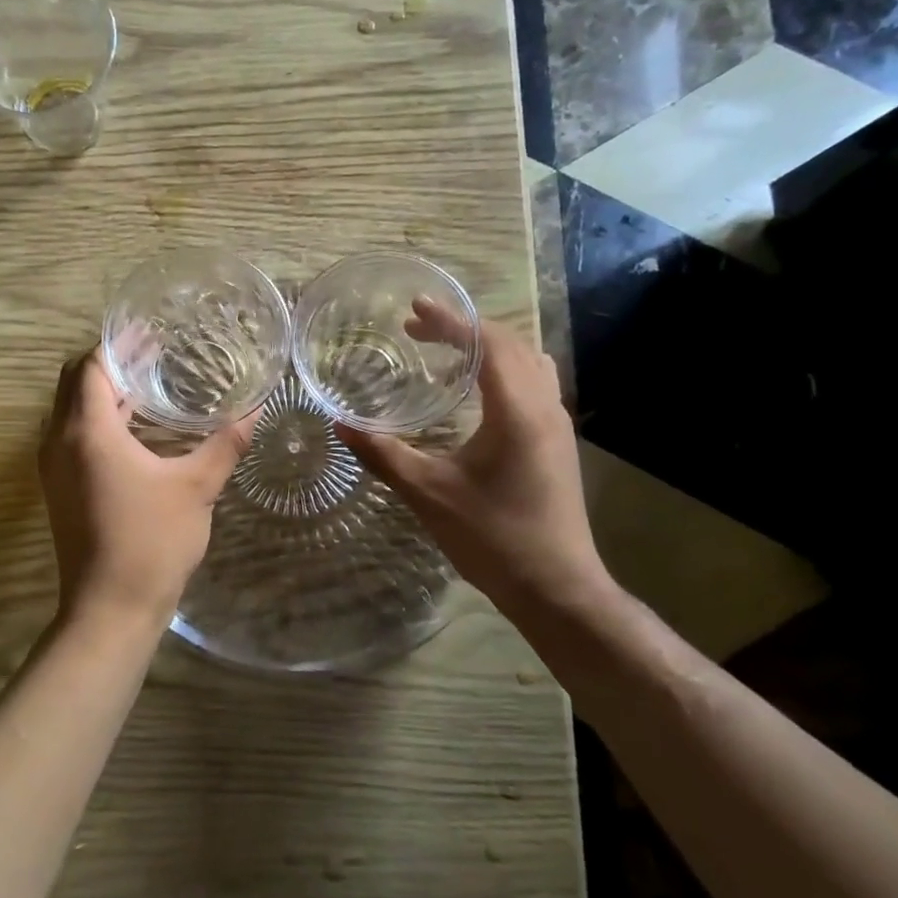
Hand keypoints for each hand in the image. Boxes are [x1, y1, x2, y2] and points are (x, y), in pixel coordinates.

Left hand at [38, 351, 253, 627]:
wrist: (110, 610)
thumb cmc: (152, 542)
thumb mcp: (197, 488)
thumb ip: (226, 443)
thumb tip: (257, 408)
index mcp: (87, 432)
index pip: (91, 366)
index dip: (117, 344)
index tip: (149, 332)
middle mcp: (59, 441)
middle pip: (74, 382)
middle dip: (108, 362)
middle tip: (151, 352)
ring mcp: (54, 467)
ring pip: (70, 410)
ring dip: (101, 391)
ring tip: (146, 382)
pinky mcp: (59, 488)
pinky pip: (72, 435)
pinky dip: (96, 419)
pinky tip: (135, 427)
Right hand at [336, 305, 613, 617]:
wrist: (557, 588)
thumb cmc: (492, 538)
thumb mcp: (428, 493)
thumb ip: (382, 454)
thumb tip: (339, 424)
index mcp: (517, 410)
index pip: (486, 343)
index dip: (450, 321)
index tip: (415, 309)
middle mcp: (544, 406)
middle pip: (510, 343)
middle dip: (464, 329)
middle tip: (419, 329)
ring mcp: (557, 423)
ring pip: (527, 361)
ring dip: (488, 347)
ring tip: (446, 353)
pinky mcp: (557, 441)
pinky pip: (534, 383)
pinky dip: (503, 370)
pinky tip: (474, 394)